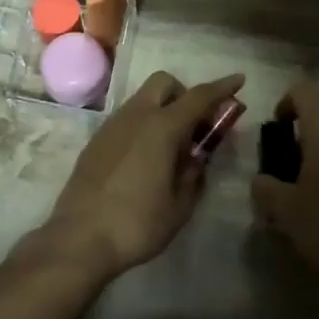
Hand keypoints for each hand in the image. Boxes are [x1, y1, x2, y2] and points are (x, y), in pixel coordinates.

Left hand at [40, 71, 245, 282]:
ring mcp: (112, 126)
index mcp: (162, 127)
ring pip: (142, 99)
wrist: (79, 238)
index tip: (239, 80)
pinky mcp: (96, 141)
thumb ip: (194, 174)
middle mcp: (136, 116)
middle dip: (185, 93)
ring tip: (172, 147)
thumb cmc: (137, 223)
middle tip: (196, 125)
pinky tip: (146, 158)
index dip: (222, 87)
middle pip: (164, 83)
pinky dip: (143, 125)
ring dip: (162, 109)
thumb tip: (197, 159)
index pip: (199, 96)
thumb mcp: (179, 205)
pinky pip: (127, 119)